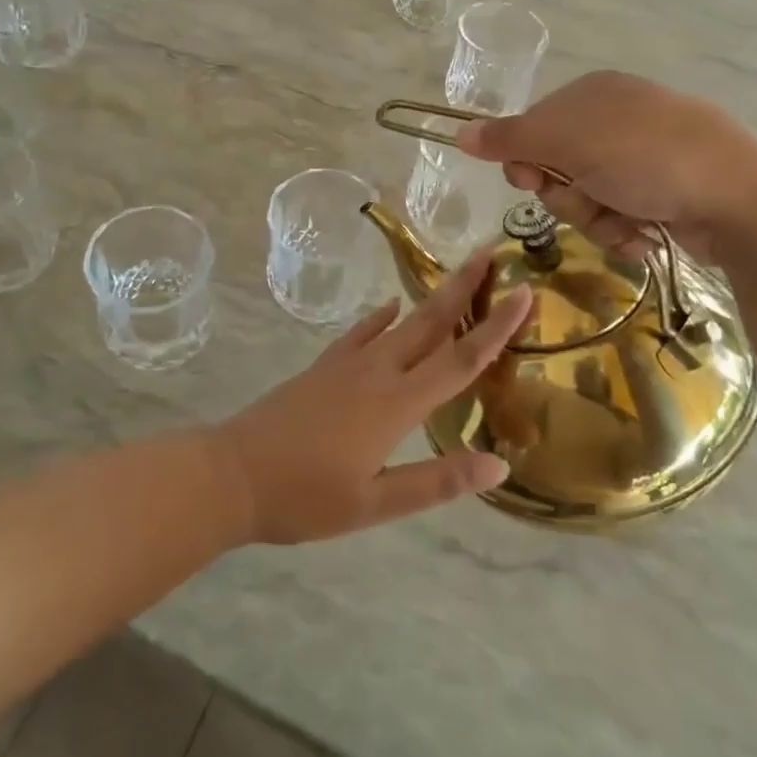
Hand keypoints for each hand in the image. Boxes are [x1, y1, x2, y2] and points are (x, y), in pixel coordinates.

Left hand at [213, 251, 529, 544]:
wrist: (232, 473)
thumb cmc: (305, 497)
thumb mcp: (374, 504)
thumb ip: (436, 480)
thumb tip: (498, 463)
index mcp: (397, 404)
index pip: (460, 359)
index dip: (496, 327)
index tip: (524, 292)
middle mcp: (378, 372)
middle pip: (431, 322)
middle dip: (464, 287)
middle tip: (490, 252)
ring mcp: (347, 363)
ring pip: (401, 322)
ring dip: (432, 297)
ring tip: (456, 275)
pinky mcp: (324, 366)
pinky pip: (362, 332)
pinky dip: (382, 317)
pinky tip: (392, 307)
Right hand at [456, 70, 756, 261]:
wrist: (740, 196)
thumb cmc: (645, 156)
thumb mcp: (568, 142)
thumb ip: (510, 139)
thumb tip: (460, 133)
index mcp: (593, 95)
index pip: (533, 127)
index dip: (526, 159)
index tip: (530, 180)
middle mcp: (616, 122)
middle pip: (558, 167)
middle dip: (566, 194)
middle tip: (586, 198)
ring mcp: (643, 158)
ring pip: (586, 198)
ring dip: (596, 218)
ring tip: (626, 221)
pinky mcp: (665, 193)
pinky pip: (619, 216)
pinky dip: (624, 230)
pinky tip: (644, 234)